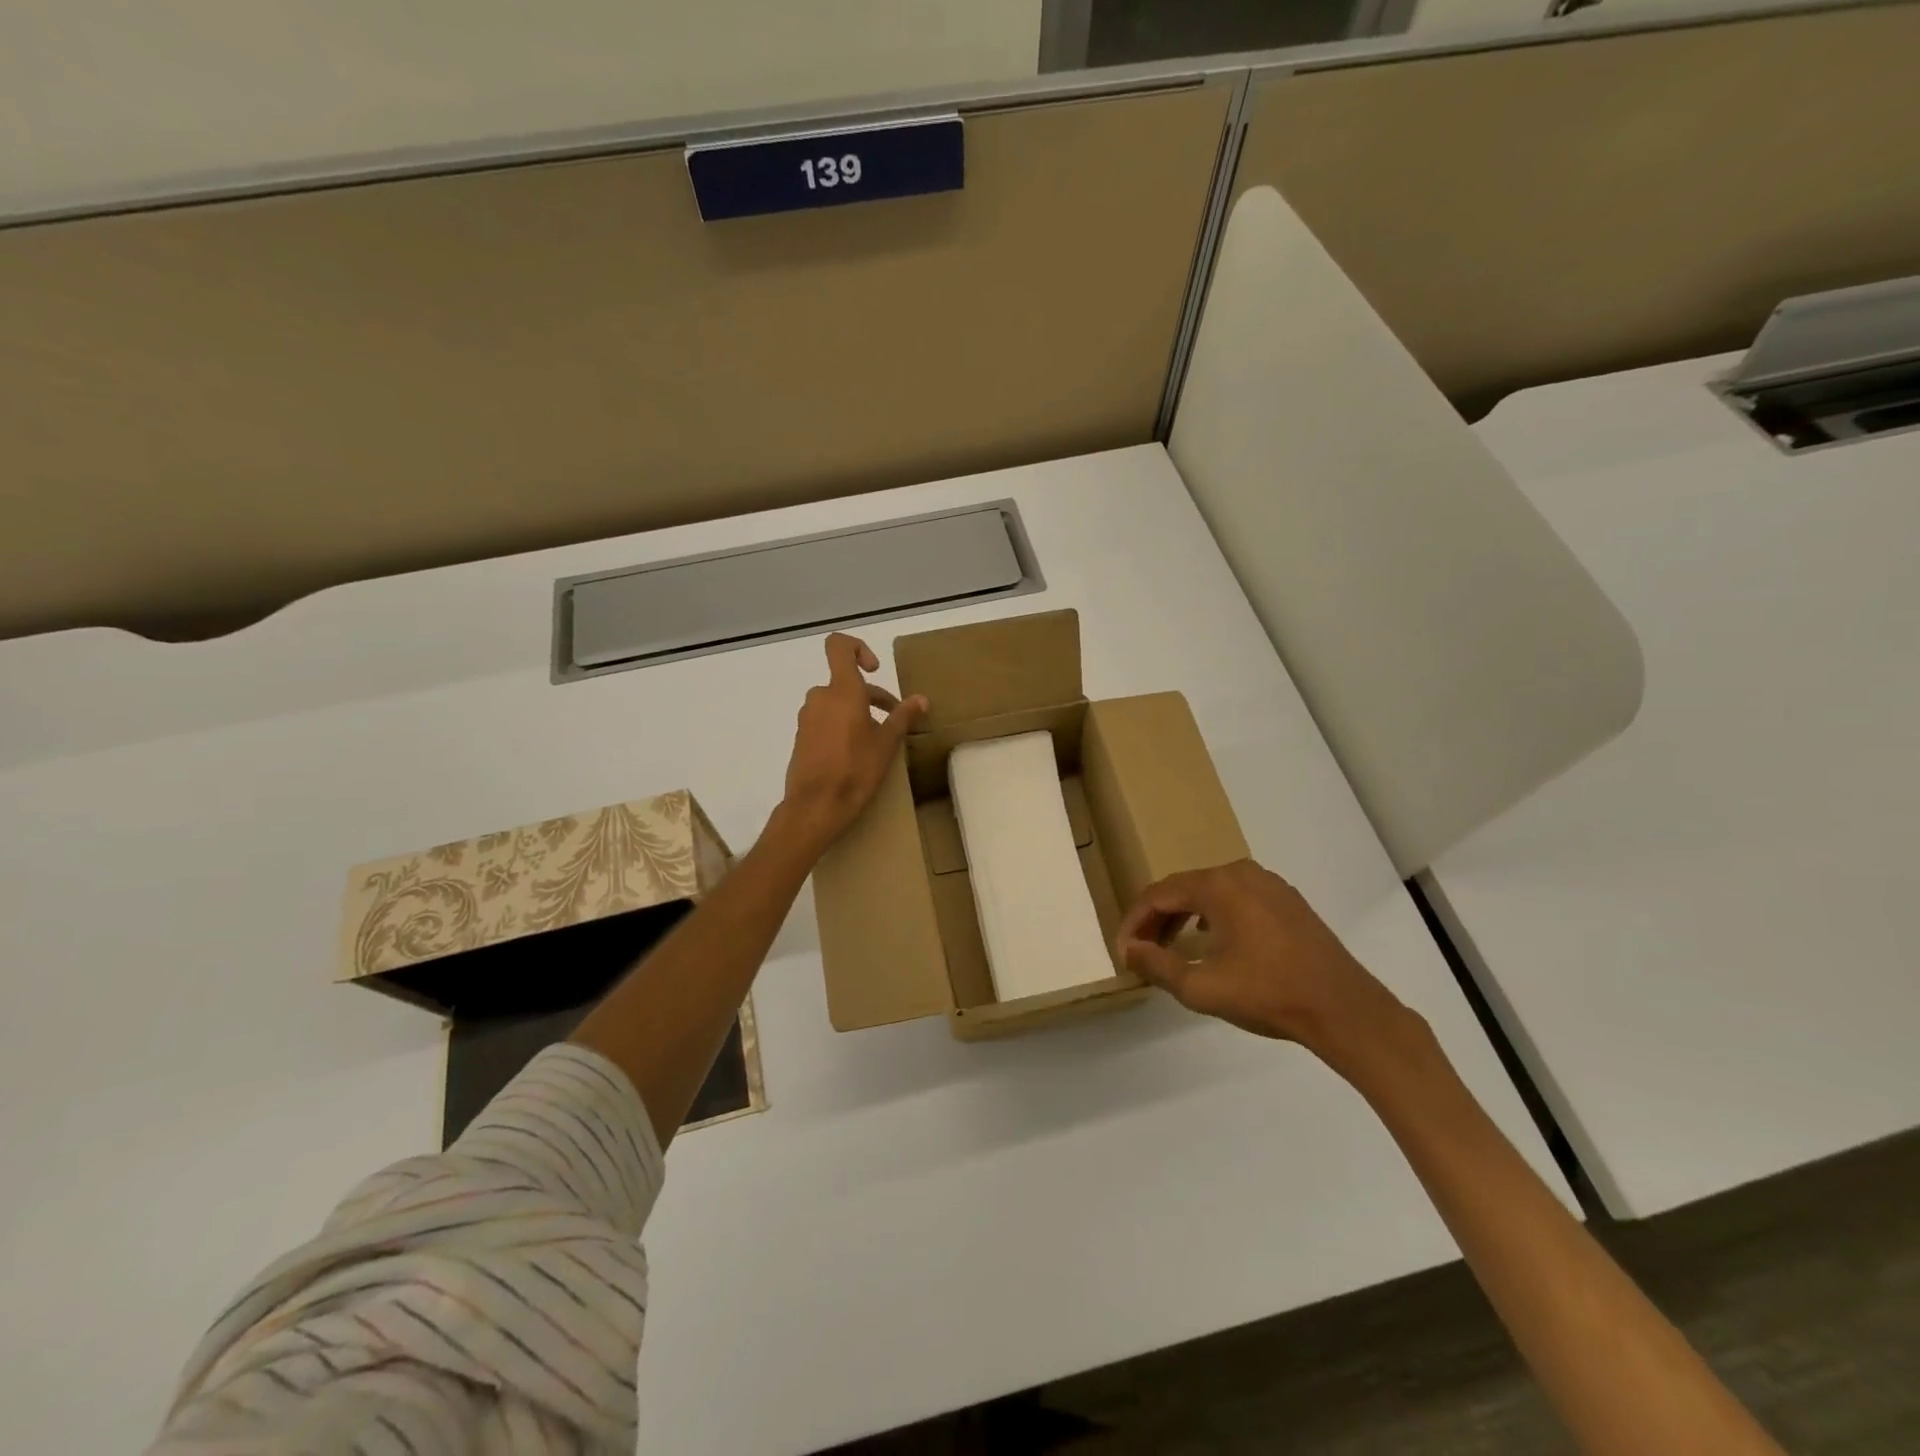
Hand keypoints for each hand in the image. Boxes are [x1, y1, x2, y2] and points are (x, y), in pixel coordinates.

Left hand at [775, 633, 927, 857]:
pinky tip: (855, 754)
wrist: (815, 807)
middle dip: (872, 696)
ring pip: (836, 703)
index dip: (858, 649)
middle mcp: (820, 698)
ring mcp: (807, 718)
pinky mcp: (801, 738)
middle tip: (894, 719)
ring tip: (876, 740)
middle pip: (846, 682)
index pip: (839, 646)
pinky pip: (825, 720)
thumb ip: (903, 716)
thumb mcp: (886, 744)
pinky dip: (841, 727)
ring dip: (857, 713)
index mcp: (841, 691)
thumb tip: (922, 699)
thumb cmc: (855, 770)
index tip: (875, 670)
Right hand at [1115, 859, 1415, 1069]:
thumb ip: (1157, 964)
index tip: (1123, 951)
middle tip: (1142, 951)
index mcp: (1217, 885)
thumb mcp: (1201, 987)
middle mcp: (1240, 872)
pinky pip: (1236, 898)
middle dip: (1157, 919)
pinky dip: (1213, 915)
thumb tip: (1129, 949)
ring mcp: (1268, 884)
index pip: (1158, 894)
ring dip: (1184, 916)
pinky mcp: (1287, 900)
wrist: (1344, 1009)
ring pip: (1210, 892)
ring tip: (1169, 947)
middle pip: (1183, 888)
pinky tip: (1210, 940)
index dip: (1134, 922)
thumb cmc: (1268, 994)